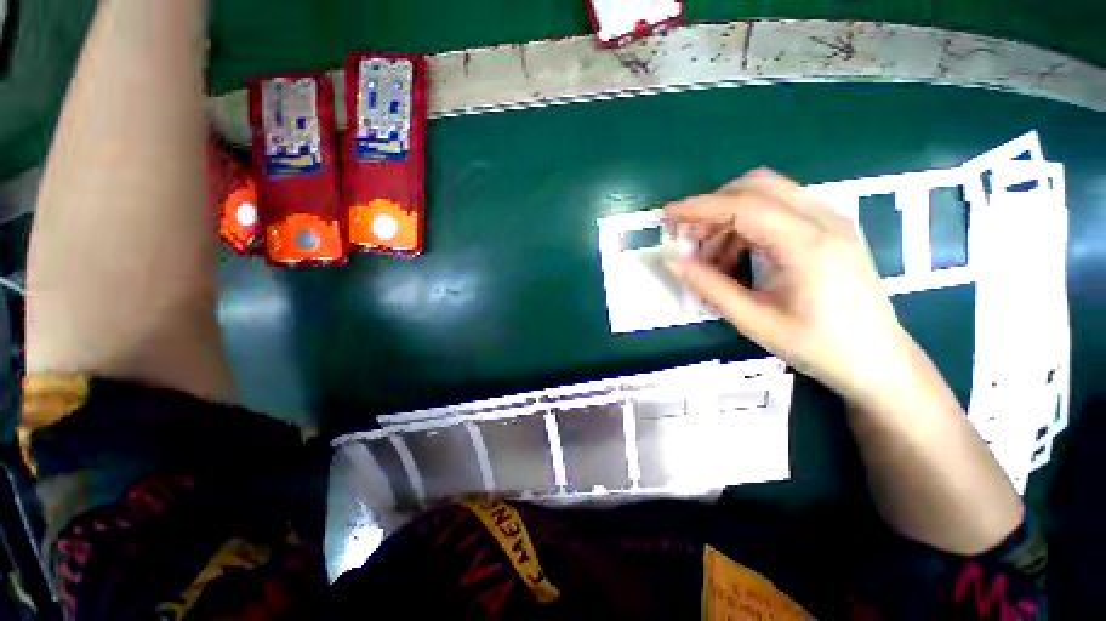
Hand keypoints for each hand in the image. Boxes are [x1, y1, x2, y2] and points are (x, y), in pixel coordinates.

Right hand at [664, 170, 919, 406]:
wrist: (877, 361)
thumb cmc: (818, 347)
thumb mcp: (754, 321)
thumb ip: (709, 287)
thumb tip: (672, 261)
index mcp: (808, 246)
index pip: (744, 206)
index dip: (699, 207)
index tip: (666, 216)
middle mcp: (824, 220)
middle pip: (756, 186)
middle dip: (713, 206)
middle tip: (689, 239)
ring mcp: (831, 220)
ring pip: (767, 194)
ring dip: (729, 217)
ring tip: (712, 259)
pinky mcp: (830, 228)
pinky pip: (779, 209)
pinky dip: (747, 224)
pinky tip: (737, 256)